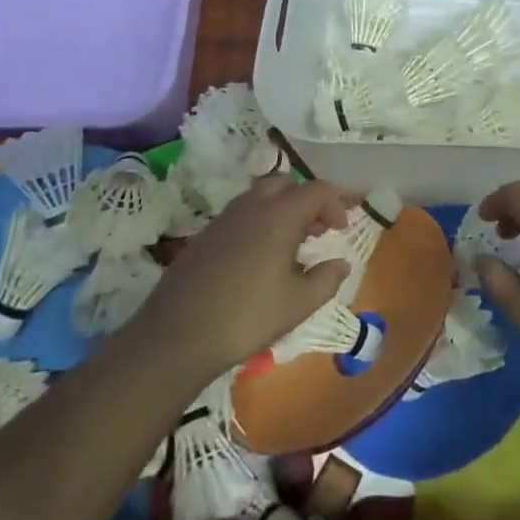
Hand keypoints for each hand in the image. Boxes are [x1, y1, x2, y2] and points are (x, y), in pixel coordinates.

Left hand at [132, 175, 351, 378]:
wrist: (178, 335)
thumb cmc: (248, 317)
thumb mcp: (299, 304)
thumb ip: (327, 279)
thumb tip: (341, 263)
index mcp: (279, 215)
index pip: (316, 190)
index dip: (335, 204)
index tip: (341, 230)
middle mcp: (251, 206)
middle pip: (285, 184)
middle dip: (306, 200)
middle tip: (317, 231)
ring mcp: (224, 219)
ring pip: (260, 196)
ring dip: (282, 210)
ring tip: (291, 245)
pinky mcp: (205, 235)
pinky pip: (241, 214)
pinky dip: (259, 222)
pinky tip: (260, 259)